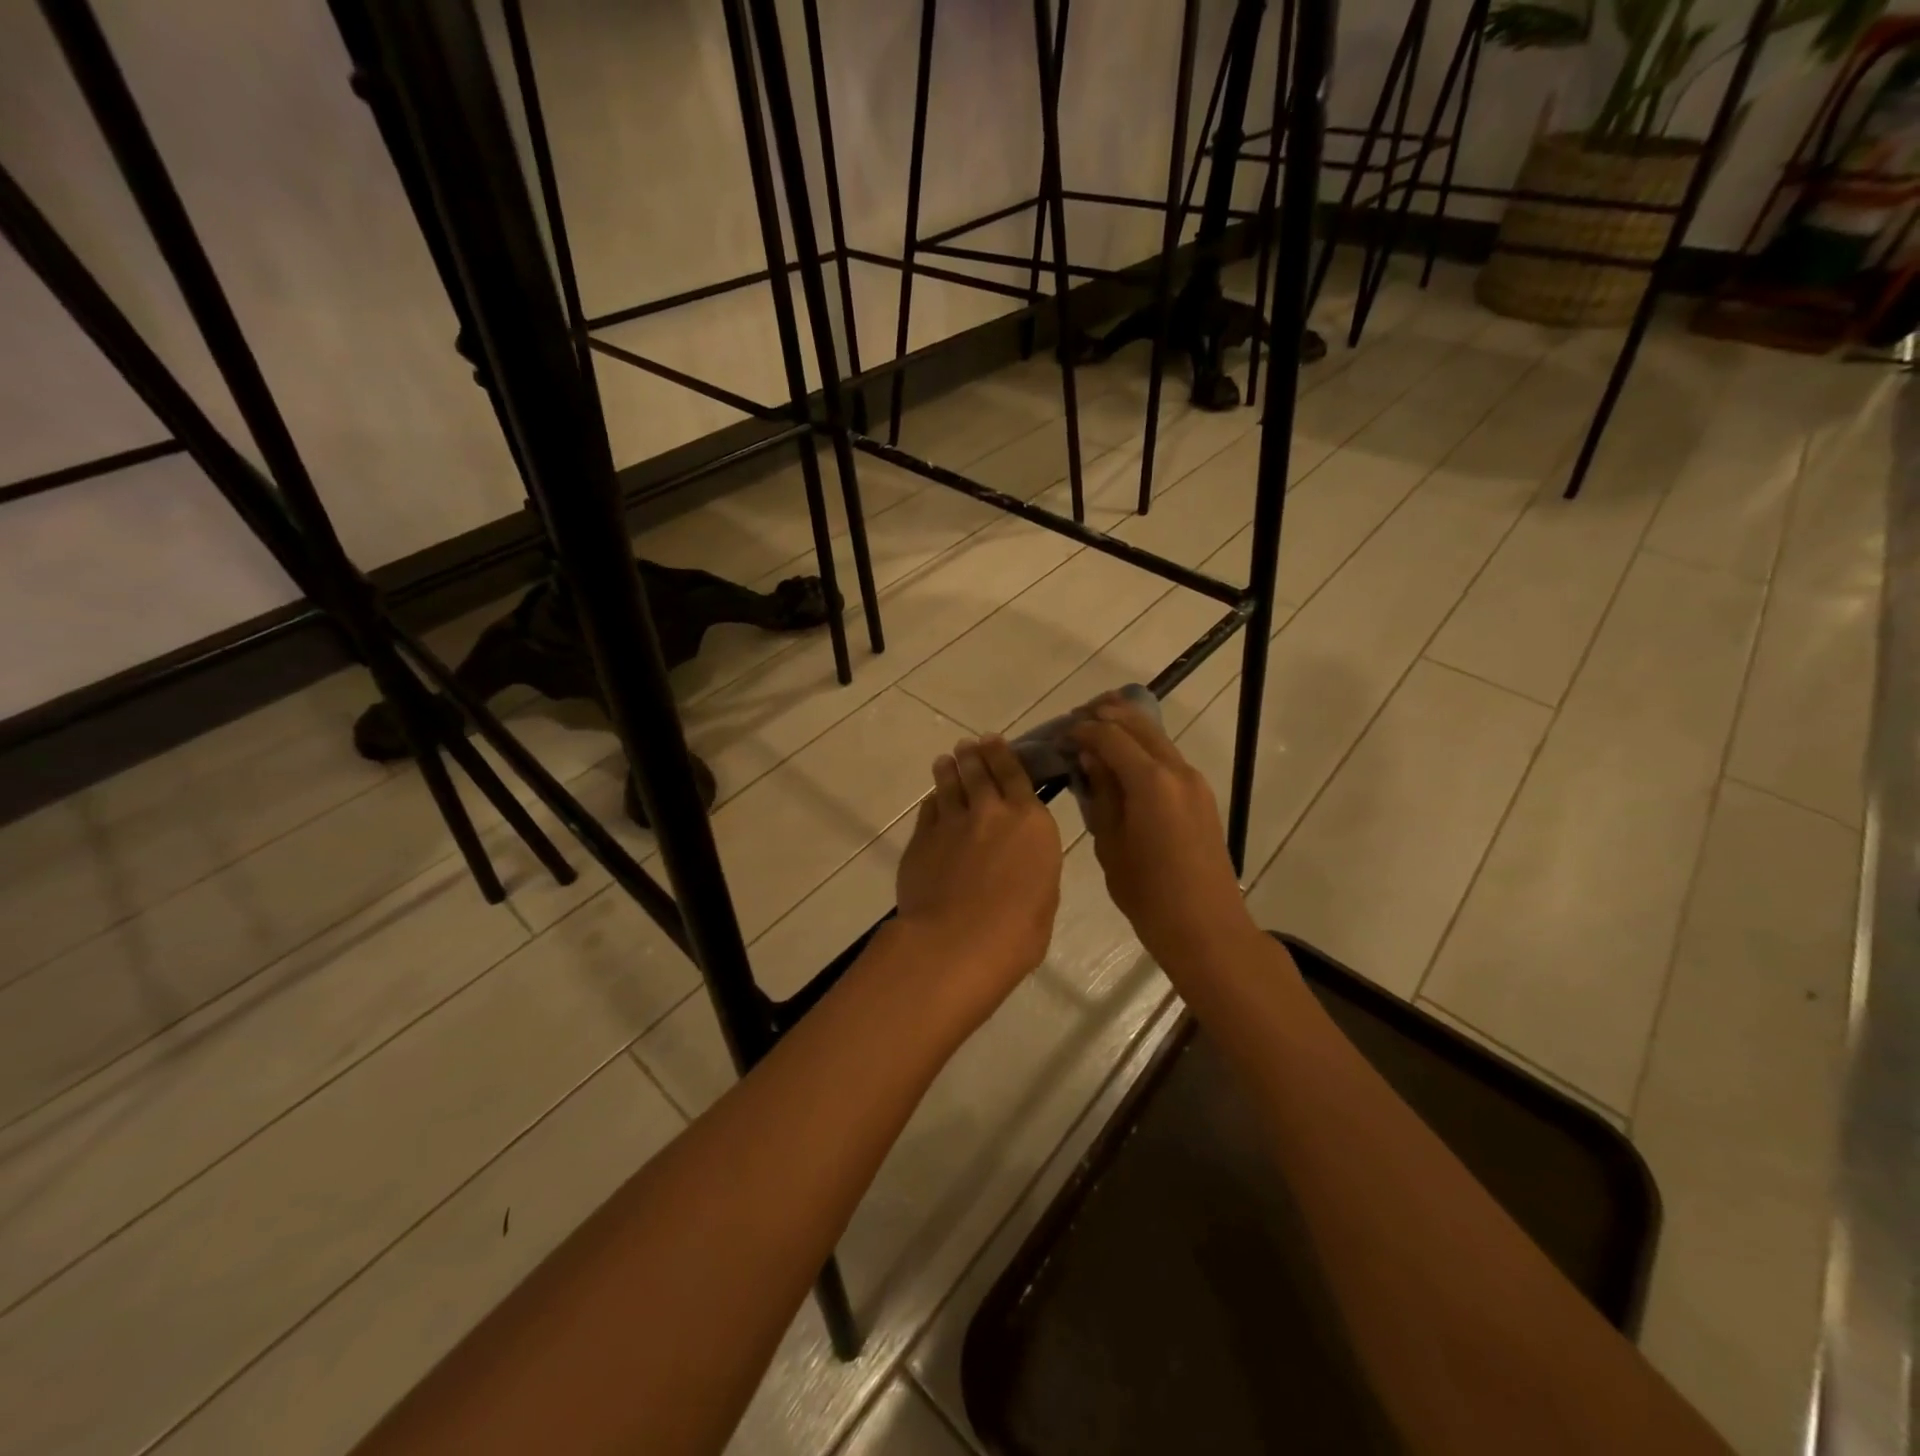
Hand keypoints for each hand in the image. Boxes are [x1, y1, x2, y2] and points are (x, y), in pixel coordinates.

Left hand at [894, 736, 1062, 1025]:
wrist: (956, 942)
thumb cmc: (1016, 932)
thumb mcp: (1043, 895)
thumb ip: (1031, 864)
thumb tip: (1019, 858)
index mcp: (1030, 822)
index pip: (1016, 774)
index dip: (1003, 754)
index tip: (993, 741)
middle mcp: (991, 812)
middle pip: (980, 772)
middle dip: (974, 755)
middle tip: (968, 746)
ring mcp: (952, 822)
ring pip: (949, 784)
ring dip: (948, 769)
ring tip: (945, 761)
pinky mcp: (922, 838)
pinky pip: (929, 810)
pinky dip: (933, 801)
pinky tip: (933, 799)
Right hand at [1068, 695, 1257, 968]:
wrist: (1206, 927)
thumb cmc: (1148, 894)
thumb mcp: (1110, 843)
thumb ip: (1101, 794)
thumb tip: (1090, 758)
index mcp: (1151, 782)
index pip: (1110, 736)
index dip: (1082, 730)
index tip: (1060, 735)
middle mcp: (1177, 770)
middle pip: (1138, 724)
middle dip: (1106, 715)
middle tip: (1076, 721)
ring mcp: (1194, 781)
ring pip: (1156, 736)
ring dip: (1126, 728)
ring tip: (1095, 731)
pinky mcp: (1201, 795)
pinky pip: (1167, 756)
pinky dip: (1142, 747)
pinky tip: (1122, 759)